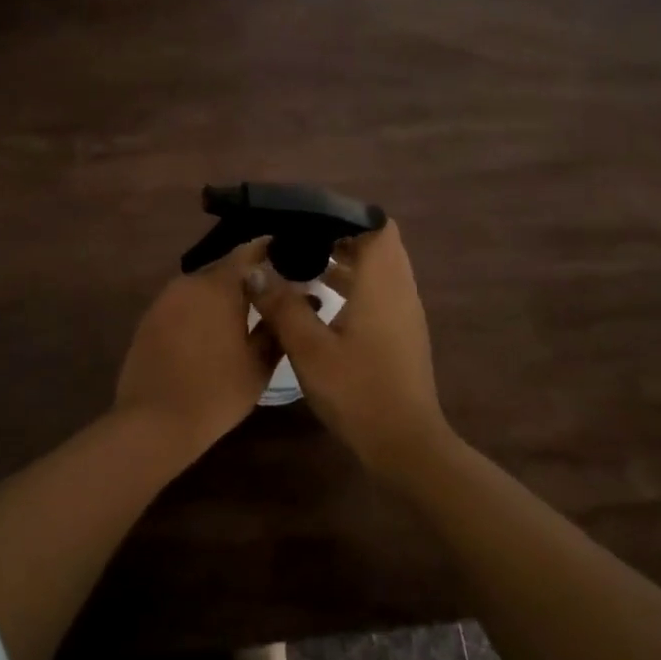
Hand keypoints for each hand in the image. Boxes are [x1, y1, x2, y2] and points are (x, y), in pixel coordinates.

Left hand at [113, 238, 278, 457]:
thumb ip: (275, 324)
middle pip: (224, 268)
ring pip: (201, 286)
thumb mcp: (259, 364)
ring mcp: (165, 299)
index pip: (249, 252)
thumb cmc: (217, 392)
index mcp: (219, 286)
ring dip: (221, 294)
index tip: (288, 254)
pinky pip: (183, 302)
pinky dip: (200, 308)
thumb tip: (292, 300)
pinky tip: (211, 330)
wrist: (154, 422)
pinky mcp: (149, 318)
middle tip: (270, 291)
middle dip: (247, 276)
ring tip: (243, 311)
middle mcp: (189, 282)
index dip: (269, 250)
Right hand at [245, 220, 452, 478]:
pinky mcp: (402, 333)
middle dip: (341, 235)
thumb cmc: (358, 391)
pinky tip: (322, 300)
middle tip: (301, 238)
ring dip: (347, 260)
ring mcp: (405, 313)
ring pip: (379, 269)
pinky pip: (380, 291)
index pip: (377, 226)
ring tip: (304, 263)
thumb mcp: (310, 349)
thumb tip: (254, 272)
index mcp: (382, 284)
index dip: (346, 215)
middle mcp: (400, 289)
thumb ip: (282, 306)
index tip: (310, 218)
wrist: (405, 444)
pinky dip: (355, 284)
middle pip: (378, 244)